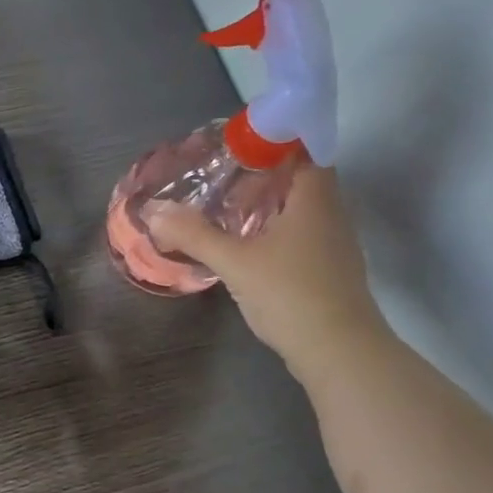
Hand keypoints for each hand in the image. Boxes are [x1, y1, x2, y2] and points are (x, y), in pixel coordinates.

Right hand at [146, 164, 389, 380]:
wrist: (339, 351)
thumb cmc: (291, 294)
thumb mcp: (235, 262)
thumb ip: (194, 235)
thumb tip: (154, 211)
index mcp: (315, 198)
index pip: (304, 149)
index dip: (275, 141)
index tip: (238, 146)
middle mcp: (331, 213)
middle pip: (300, 179)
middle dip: (264, 175)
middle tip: (222, 178)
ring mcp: (334, 244)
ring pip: (300, 210)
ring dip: (268, 206)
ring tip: (228, 212)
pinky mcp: (328, 270)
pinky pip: (300, 235)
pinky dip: (275, 232)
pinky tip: (248, 249)